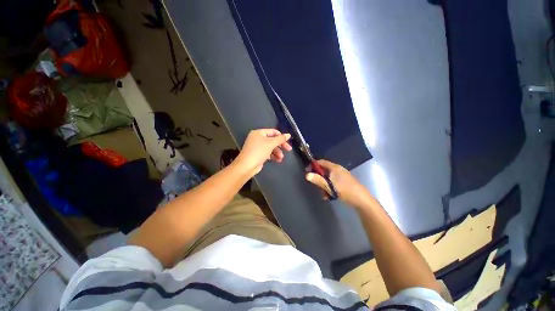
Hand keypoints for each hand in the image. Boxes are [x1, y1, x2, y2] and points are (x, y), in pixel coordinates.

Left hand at [235, 129, 291, 176]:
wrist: (247, 165)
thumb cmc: (259, 151)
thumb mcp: (271, 143)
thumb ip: (280, 139)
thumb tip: (289, 135)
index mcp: (259, 133)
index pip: (273, 132)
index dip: (281, 136)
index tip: (288, 141)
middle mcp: (257, 138)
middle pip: (272, 140)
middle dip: (280, 146)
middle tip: (289, 149)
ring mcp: (258, 147)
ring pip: (271, 147)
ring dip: (277, 152)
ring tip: (281, 158)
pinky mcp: (258, 154)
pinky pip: (268, 153)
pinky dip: (273, 156)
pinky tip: (278, 160)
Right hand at [306, 159, 372, 207]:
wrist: (361, 199)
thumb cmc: (344, 190)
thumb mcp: (329, 186)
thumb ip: (317, 180)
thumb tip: (307, 175)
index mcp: (334, 167)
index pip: (321, 162)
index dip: (313, 165)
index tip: (307, 172)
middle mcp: (338, 170)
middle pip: (324, 171)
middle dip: (319, 179)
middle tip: (317, 186)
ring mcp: (342, 176)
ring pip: (328, 179)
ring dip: (324, 186)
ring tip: (324, 195)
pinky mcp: (344, 183)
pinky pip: (333, 183)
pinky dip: (330, 188)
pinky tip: (330, 196)